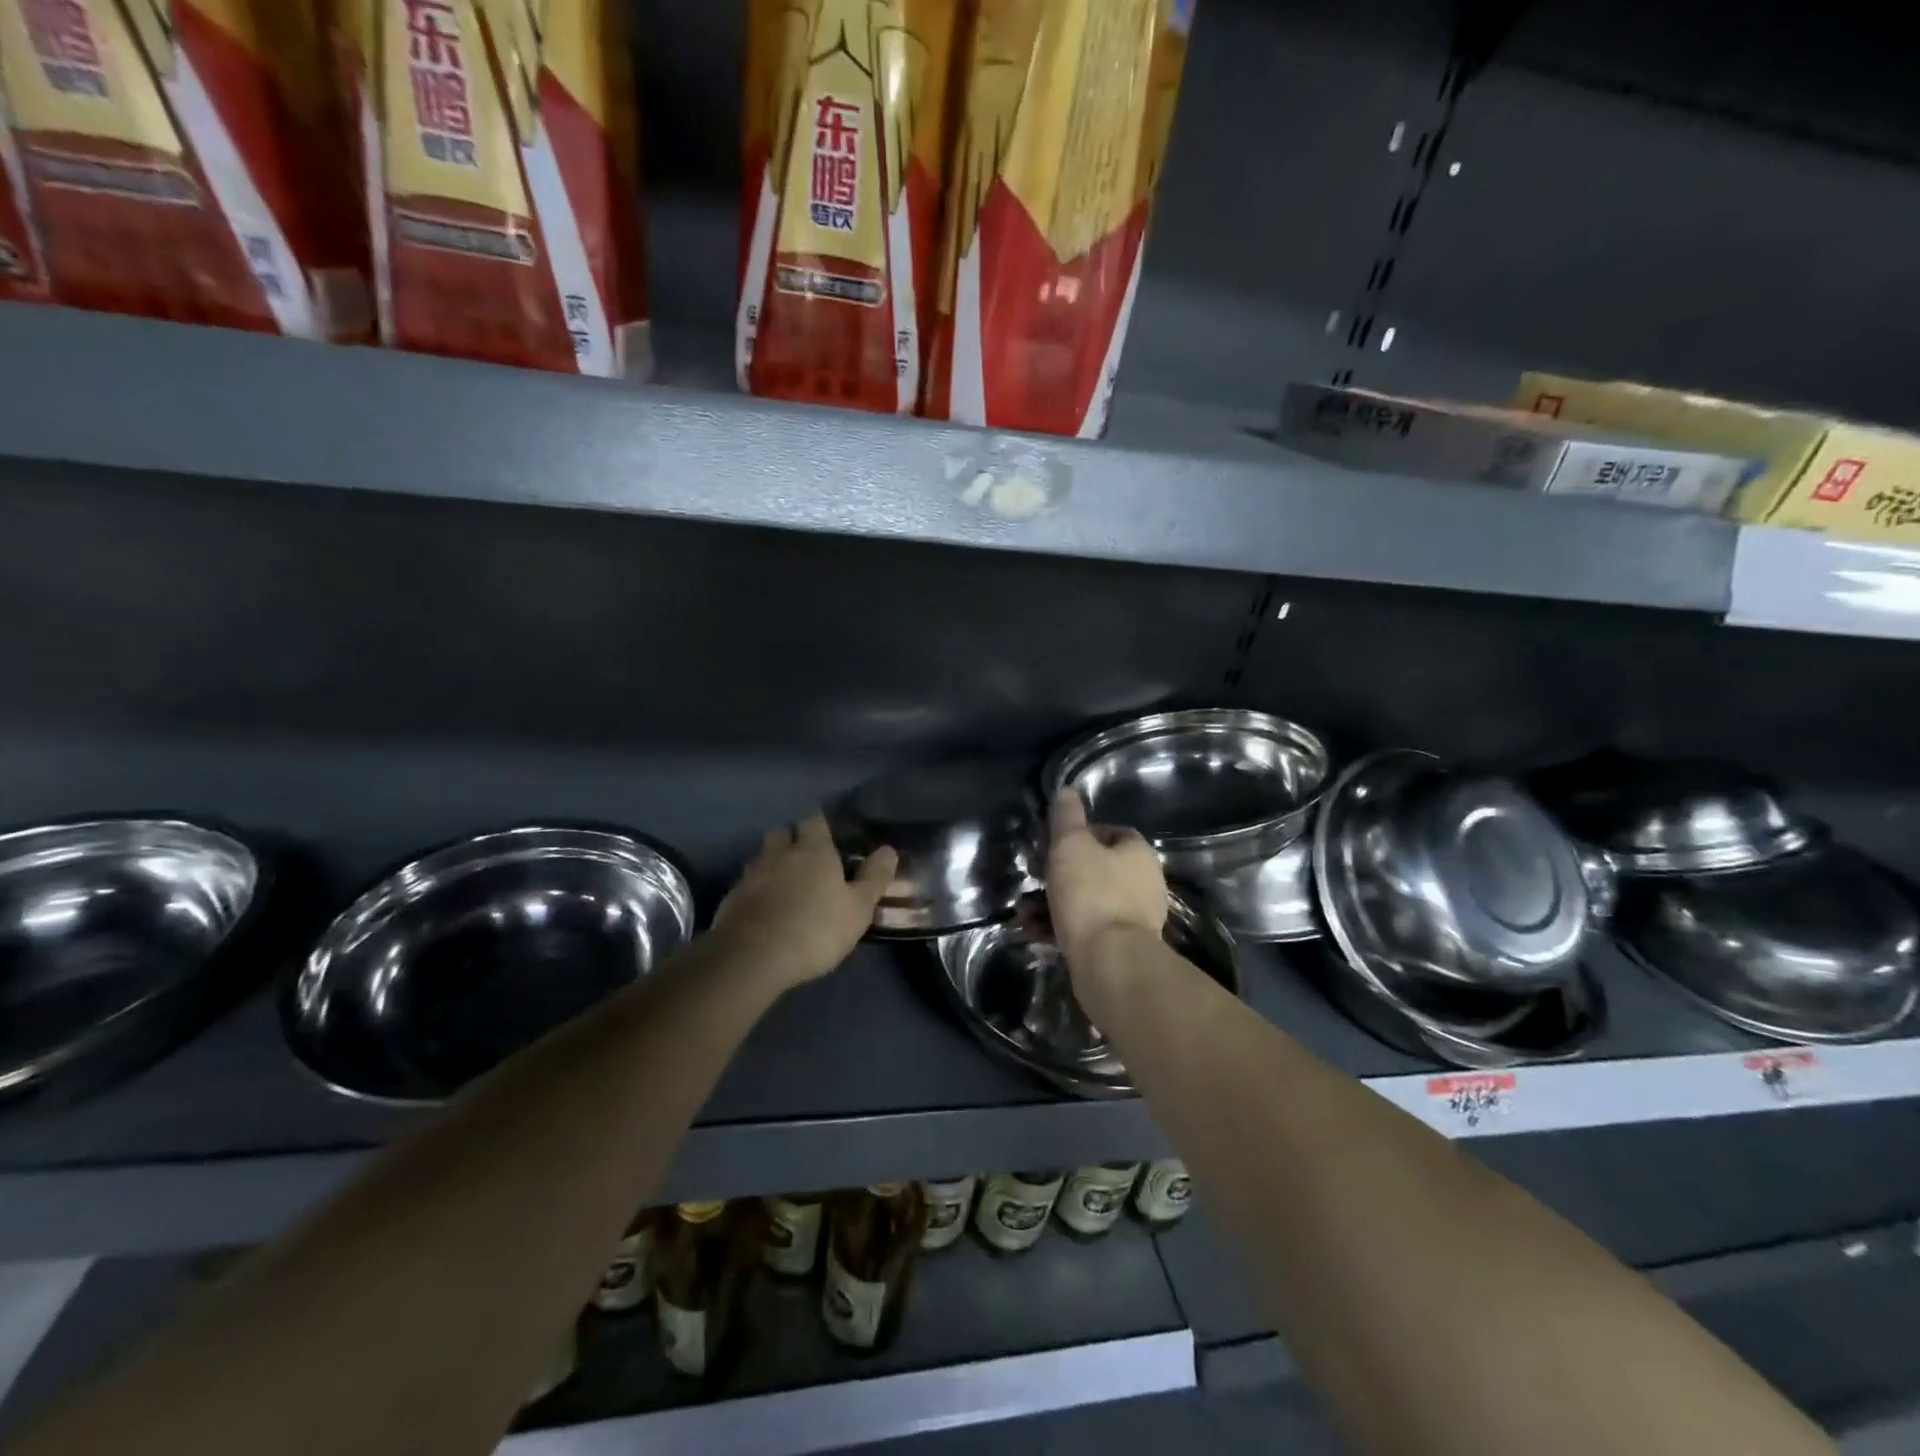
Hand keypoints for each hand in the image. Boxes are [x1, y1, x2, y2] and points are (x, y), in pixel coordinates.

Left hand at [712, 814, 897, 991]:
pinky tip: (766, 908)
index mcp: (813, 849)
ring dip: (773, 863)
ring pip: (762, 857)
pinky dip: (757, 890)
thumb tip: (889, 850)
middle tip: (807, 858)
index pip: (814, 820)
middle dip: (793, 839)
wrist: (753, 958)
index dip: (821, 826)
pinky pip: (747, 884)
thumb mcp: (858, 908)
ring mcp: (751, 874)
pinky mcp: (731, 898)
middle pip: (782, 832)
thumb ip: (874, 878)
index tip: (830, 836)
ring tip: (786, 884)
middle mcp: (779, 853)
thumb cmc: (815, 928)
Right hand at [1046, 791, 1166, 967]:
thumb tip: (1067, 790)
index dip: (1078, 834)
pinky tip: (1035, 933)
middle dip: (1059, 871)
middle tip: (1033, 875)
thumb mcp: (1071, 846)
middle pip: (1096, 867)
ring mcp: (1135, 918)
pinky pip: (1086, 929)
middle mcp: (1144, 883)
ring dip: (1053, 902)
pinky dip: (1060, 927)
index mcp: (1138, 853)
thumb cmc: (1091, 894)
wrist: (1111, 963)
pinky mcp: (1121, 948)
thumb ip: (1067, 817)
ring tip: (1025, 910)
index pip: (1109, 832)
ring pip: (1087, 900)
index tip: (1051, 843)